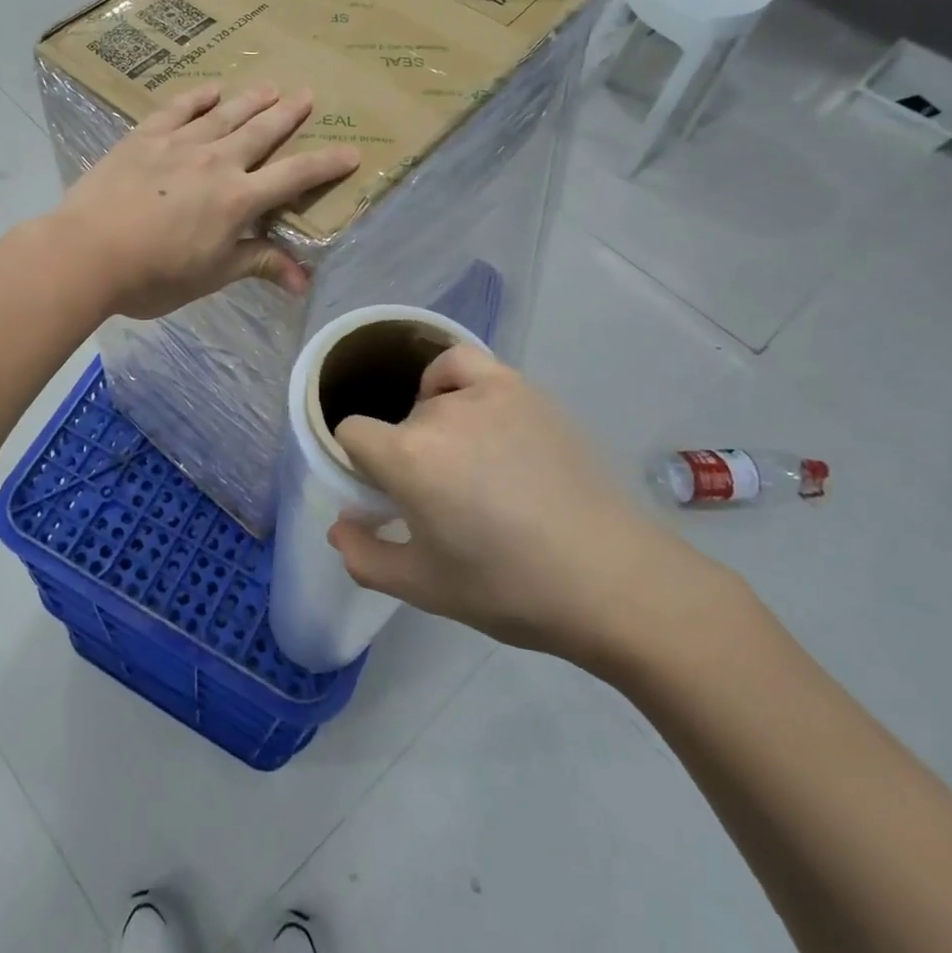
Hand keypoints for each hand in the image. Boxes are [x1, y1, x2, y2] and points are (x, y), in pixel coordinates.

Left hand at [51, 83, 358, 319]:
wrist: (87, 252)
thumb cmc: (154, 275)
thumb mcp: (212, 276)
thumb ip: (258, 265)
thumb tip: (304, 280)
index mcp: (238, 199)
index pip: (294, 177)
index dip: (326, 165)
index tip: (351, 152)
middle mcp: (216, 162)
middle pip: (261, 132)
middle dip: (288, 115)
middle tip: (307, 96)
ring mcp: (178, 145)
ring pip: (224, 115)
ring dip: (250, 101)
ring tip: (270, 87)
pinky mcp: (144, 138)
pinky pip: (177, 110)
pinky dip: (196, 97)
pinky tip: (209, 89)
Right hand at [327, 345, 730, 669]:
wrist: (611, 579)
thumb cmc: (509, 589)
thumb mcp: (422, 588)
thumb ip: (363, 557)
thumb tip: (340, 525)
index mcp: (406, 458)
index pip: (350, 433)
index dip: (356, 463)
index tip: (381, 495)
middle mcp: (438, 413)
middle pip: (395, 425)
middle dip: (401, 458)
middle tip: (437, 502)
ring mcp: (484, 394)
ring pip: (429, 402)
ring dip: (432, 431)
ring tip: (466, 468)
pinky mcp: (521, 390)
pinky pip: (462, 363)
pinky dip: (449, 379)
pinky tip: (464, 407)